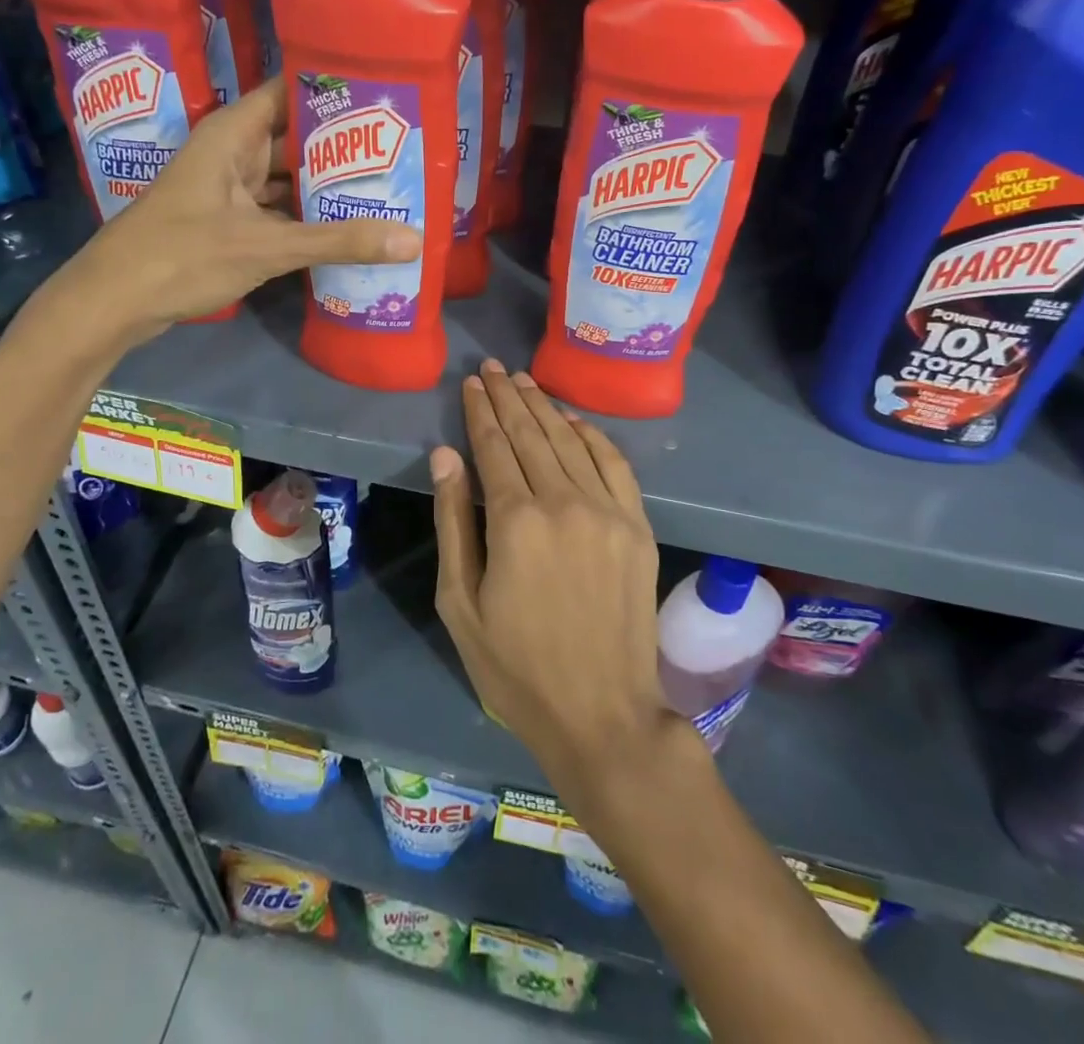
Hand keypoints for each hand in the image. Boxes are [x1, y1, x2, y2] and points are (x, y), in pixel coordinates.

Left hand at [34, 77, 419, 355]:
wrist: (113, 301)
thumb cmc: (182, 256)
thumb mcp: (266, 247)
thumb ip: (337, 242)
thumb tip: (411, 240)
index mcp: (232, 133)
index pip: (290, 91)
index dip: (334, 90)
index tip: (384, 95)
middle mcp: (230, 152)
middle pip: (294, 136)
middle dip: (341, 145)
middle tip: (400, 148)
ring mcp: (227, 188)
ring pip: (286, 176)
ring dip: (325, 184)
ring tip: (382, 186)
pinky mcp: (226, 222)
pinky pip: (275, 208)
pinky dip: (304, 216)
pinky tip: (342, 227)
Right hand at [431, 360, 678, 807]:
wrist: (603, 715)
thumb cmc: (515, 667)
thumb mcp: (460, 603)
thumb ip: (453, 522)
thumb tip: (446, 455)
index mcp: (516, 520)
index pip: (494, 446)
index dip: (480, 411)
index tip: (472, 383)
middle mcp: (564, 502)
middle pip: (531, 433)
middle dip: (509, 396)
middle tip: (495, 368)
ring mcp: (608, 512)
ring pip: (571, 441)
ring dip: (546, 407)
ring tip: (526, 382)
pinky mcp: (638, 527)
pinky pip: (614, 465)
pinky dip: (592, 436)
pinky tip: (574, 420)